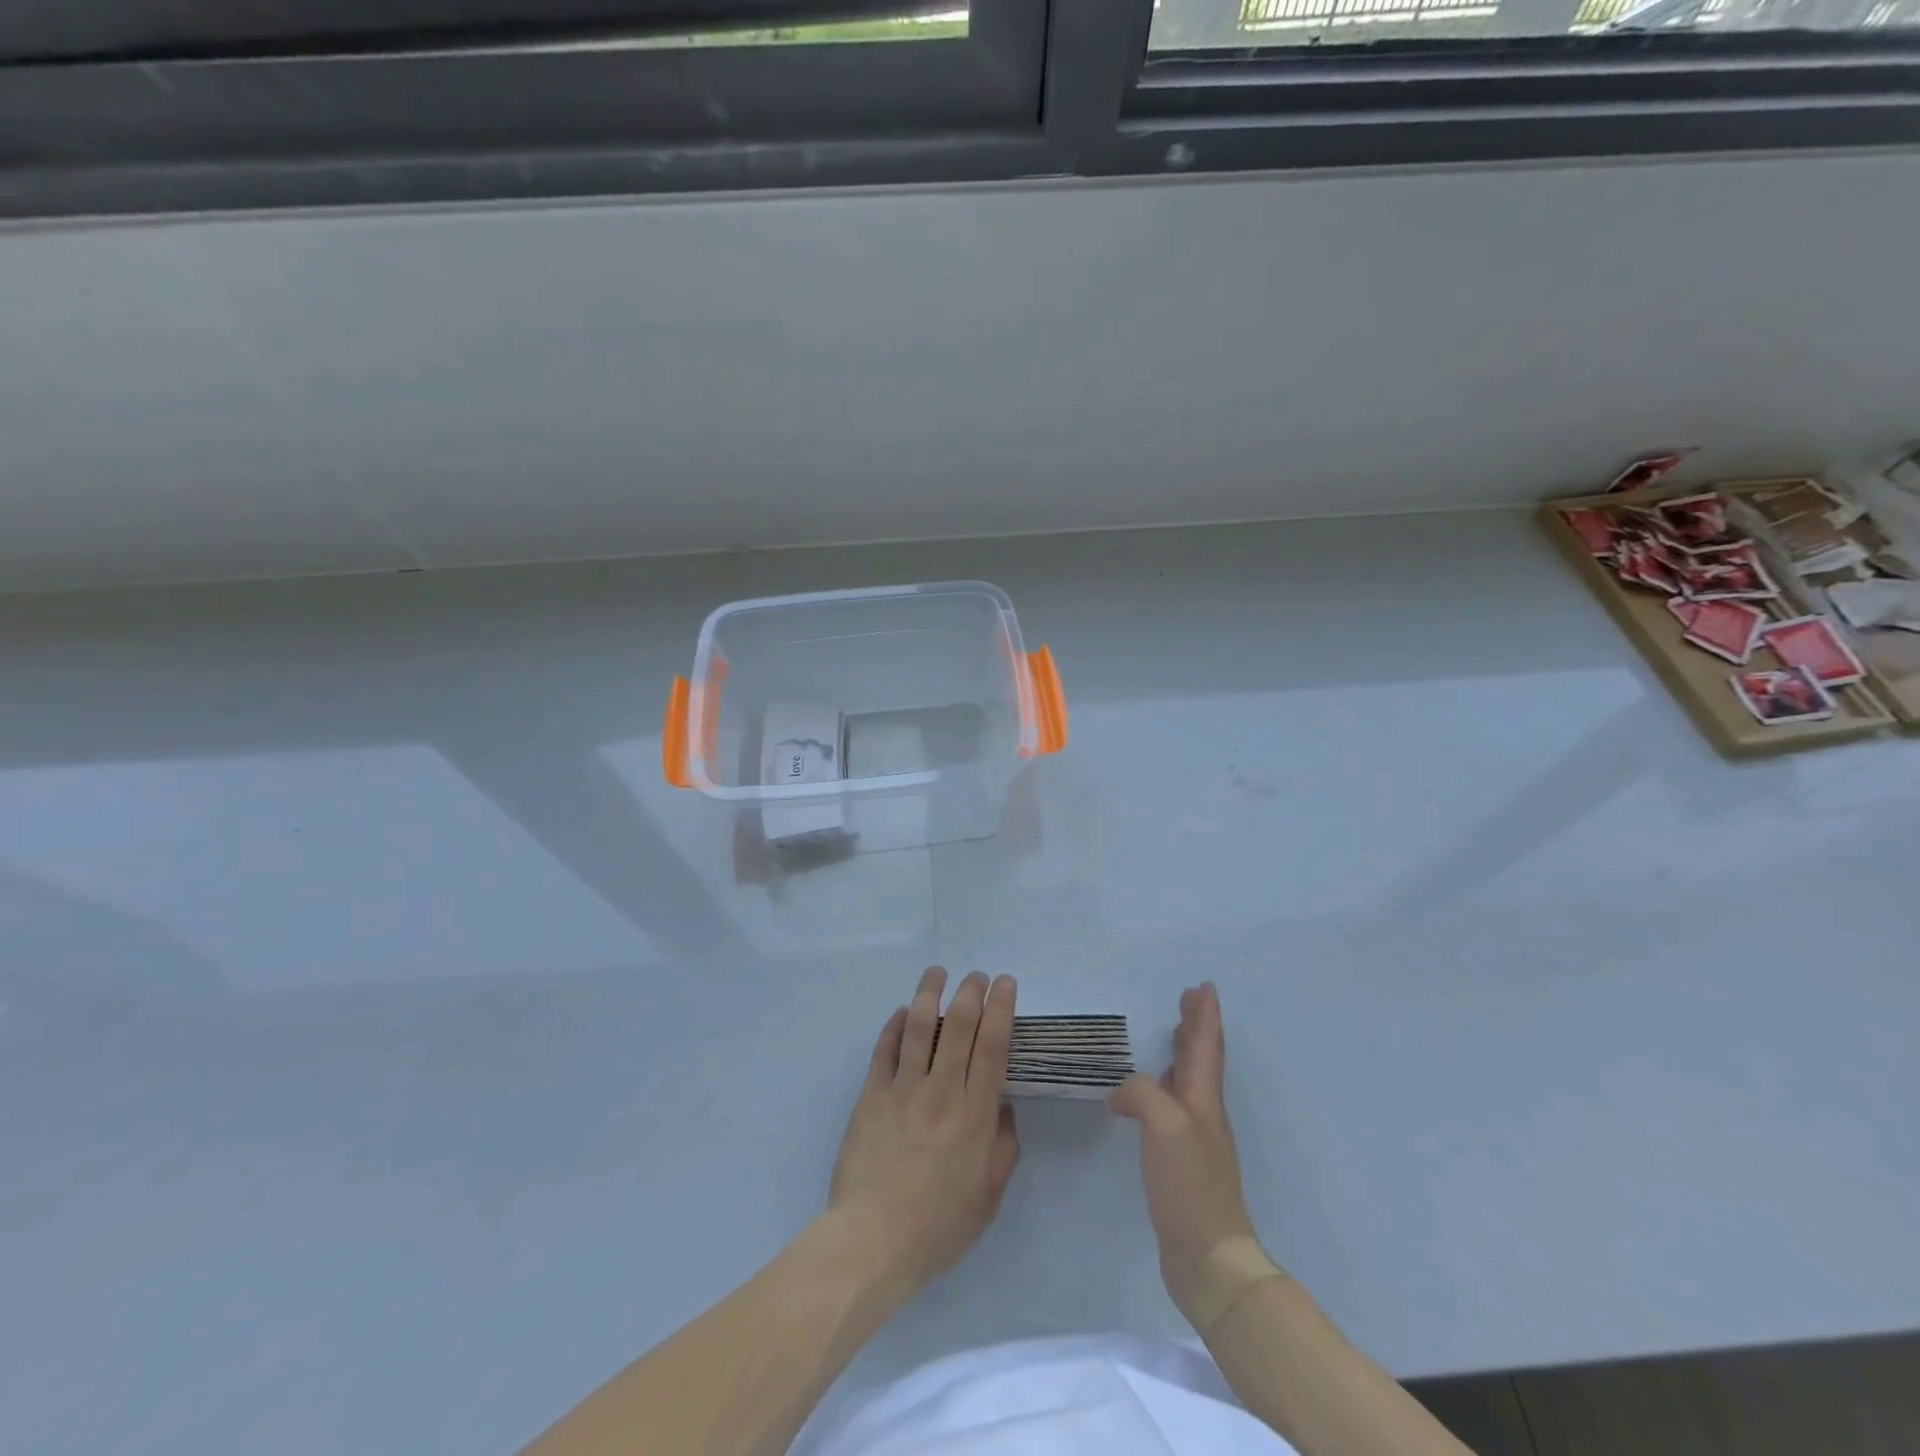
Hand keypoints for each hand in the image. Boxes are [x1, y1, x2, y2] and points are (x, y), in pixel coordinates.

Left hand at [828, 967, 1021, 1299]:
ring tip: (937, 972)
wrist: (873, 1240)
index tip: (1006, 983)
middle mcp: (942, 1091)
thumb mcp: (989, 1195)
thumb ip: (1003, 1146)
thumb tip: (1001, 1107)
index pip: (993, 1046)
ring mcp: (903, 1089)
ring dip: (930, 993)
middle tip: (976, 975)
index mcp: (975, 1114)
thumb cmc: (938, 1225)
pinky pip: (884, 1050)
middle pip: (959, 1026)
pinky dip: (893, 1026)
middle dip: (971, 992)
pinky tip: (900, 1012)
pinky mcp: (872, 1095)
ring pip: (918, 1027)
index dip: (1002, 1008)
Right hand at [1110, 982, 1260, 1322]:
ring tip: (1171, 1033)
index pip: (1206, 1045)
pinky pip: (1170, 1105)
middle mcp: (1203, 1113)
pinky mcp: (1179, 1160)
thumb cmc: (1190, 1184)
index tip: (1203, 986)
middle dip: (1195, 1026)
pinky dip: (1162, 1085)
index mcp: (1204, 1099)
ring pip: (1187, 1080)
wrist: (1207, 1256)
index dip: (1205, 1015)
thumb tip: (1120, 1095)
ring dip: (1182, 1052)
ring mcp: (1193, 1137)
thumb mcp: (1164, 1125)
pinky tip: (1145, 1094)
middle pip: (1200, 1058)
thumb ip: (1141, 1093)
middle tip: (1187, 999)